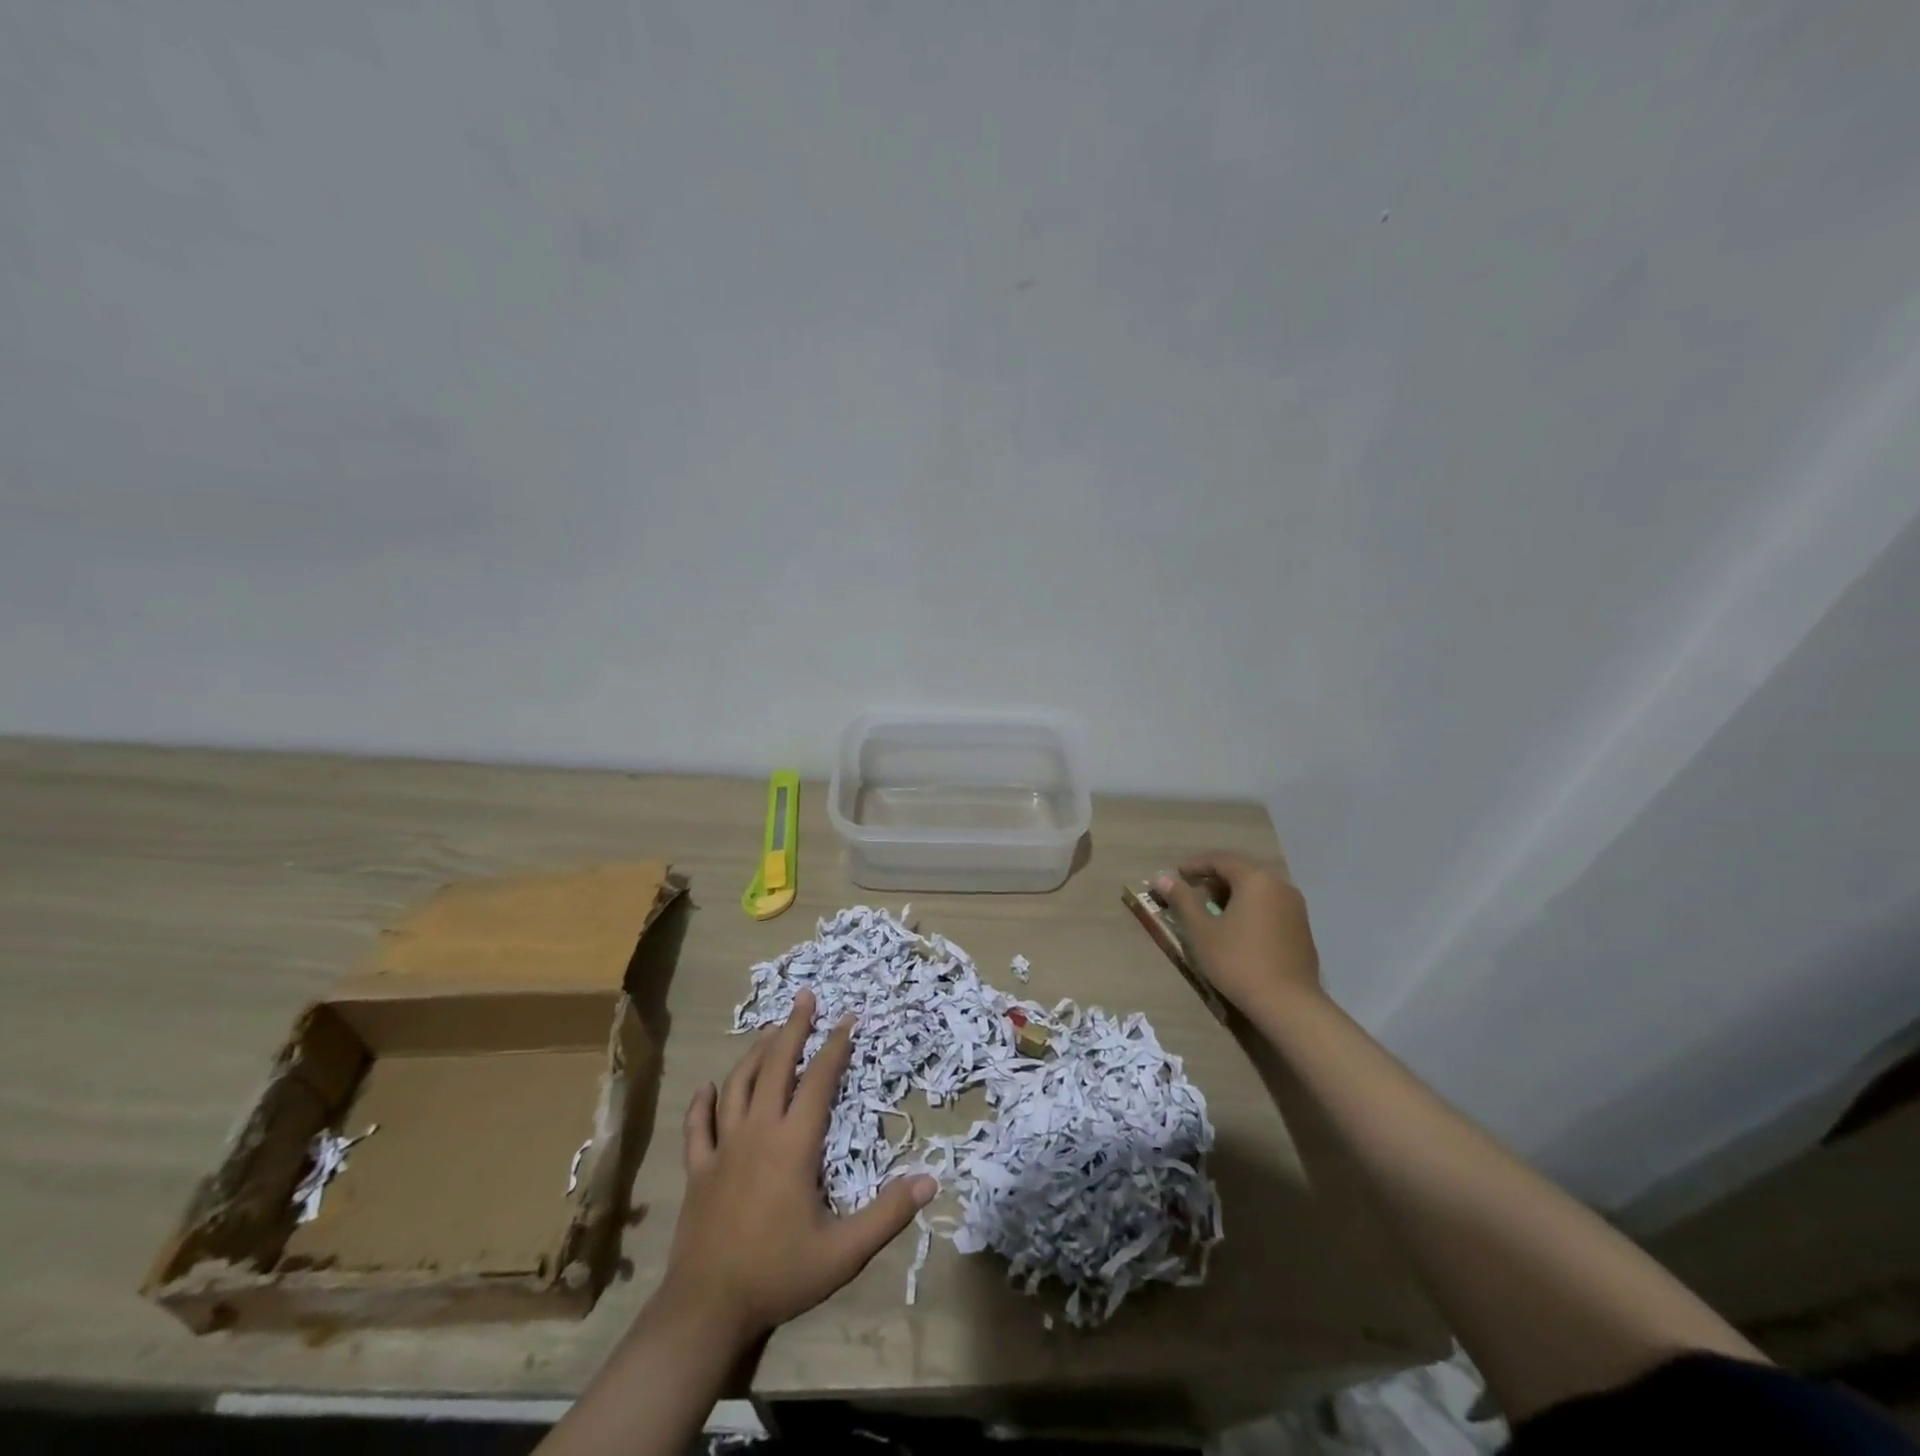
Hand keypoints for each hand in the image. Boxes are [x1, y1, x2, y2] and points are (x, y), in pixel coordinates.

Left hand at [659, 990, 936, 1344]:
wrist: (706, 1309)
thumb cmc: (779, 1274)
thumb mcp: (844, 1252)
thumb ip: (888, 1214)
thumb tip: (930, 1181)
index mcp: (793, 1144)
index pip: (819, 1081)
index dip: (835, 1046)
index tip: (848, 1019)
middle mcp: (758, 1132)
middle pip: (775, 1066)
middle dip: (793, 1028)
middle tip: (805, 998)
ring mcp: (723, 1148)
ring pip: (737, 1085)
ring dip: (754, 1054)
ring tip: (769, 1031)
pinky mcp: (698, 1168)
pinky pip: (698, 1126)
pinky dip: (703, 1102)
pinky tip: (708, 1087)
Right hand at [1155, 853, 1321, 1013]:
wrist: (1289, 1004)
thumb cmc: (1238, 961)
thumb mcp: (1201, 930)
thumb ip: (1182, 899)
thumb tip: (1162, 877)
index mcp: (1256, 879)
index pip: (1221, 860)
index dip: (1195, 865)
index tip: (1176, 875)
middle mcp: (1280, 885)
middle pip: (1241, 872)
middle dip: (1214, 880)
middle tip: (1191, 893)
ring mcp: (1295, 907)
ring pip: (1257, 889)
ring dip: (1232, 894)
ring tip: (1211, 912)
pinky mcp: (1302, 927)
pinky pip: (1270, 905)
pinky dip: (1249, 908)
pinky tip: (1237, 928)